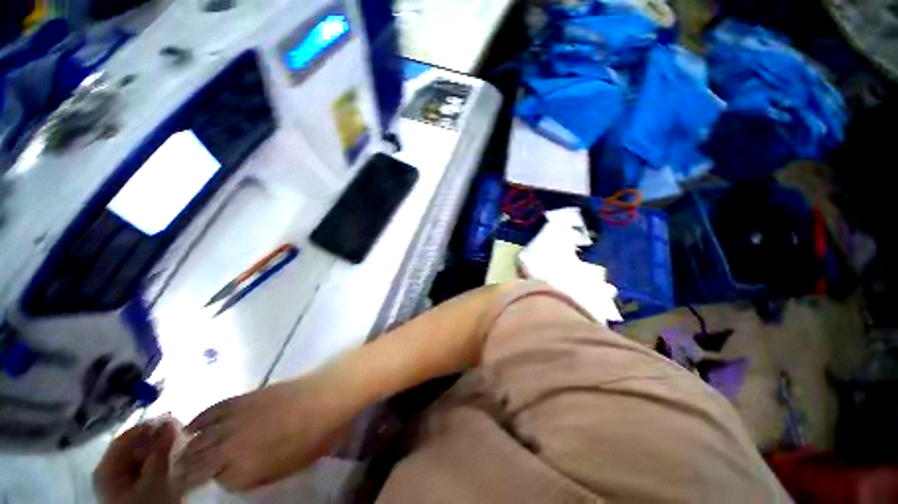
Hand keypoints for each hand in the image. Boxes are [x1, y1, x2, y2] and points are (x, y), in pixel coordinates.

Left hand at [94, 421, 181, 503]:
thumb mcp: (156, 479)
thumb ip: (161, 450)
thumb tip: (171, 420)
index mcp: (107, 468)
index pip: (127, 436)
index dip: (150, 426)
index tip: (176, 420)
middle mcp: (111, 471)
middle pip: (135, 446)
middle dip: (160, 439)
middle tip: (183, 434)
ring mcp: (123, 481)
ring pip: (144, 456)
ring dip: (163, 450)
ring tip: (183, 446)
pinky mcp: (135, 488)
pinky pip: (148, 467)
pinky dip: (162, 461)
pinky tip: (177, 461)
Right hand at [177, 375, 350, 491]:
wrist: (326, 395)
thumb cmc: (316, 436)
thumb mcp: (291, 467)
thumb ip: (260, 476)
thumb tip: (239, 477)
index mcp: (244, 471)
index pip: (215, 485)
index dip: (209, 486)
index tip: (200, 490)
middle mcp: (230, 448)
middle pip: (197, 463)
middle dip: (184, 472)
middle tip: (175, 478)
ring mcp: (234, 420)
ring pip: (198, 440)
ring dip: (185, 450)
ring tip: (177, 457)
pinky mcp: (242, 398)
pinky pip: (211, 411)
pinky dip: (197, 420)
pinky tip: (189, 427)